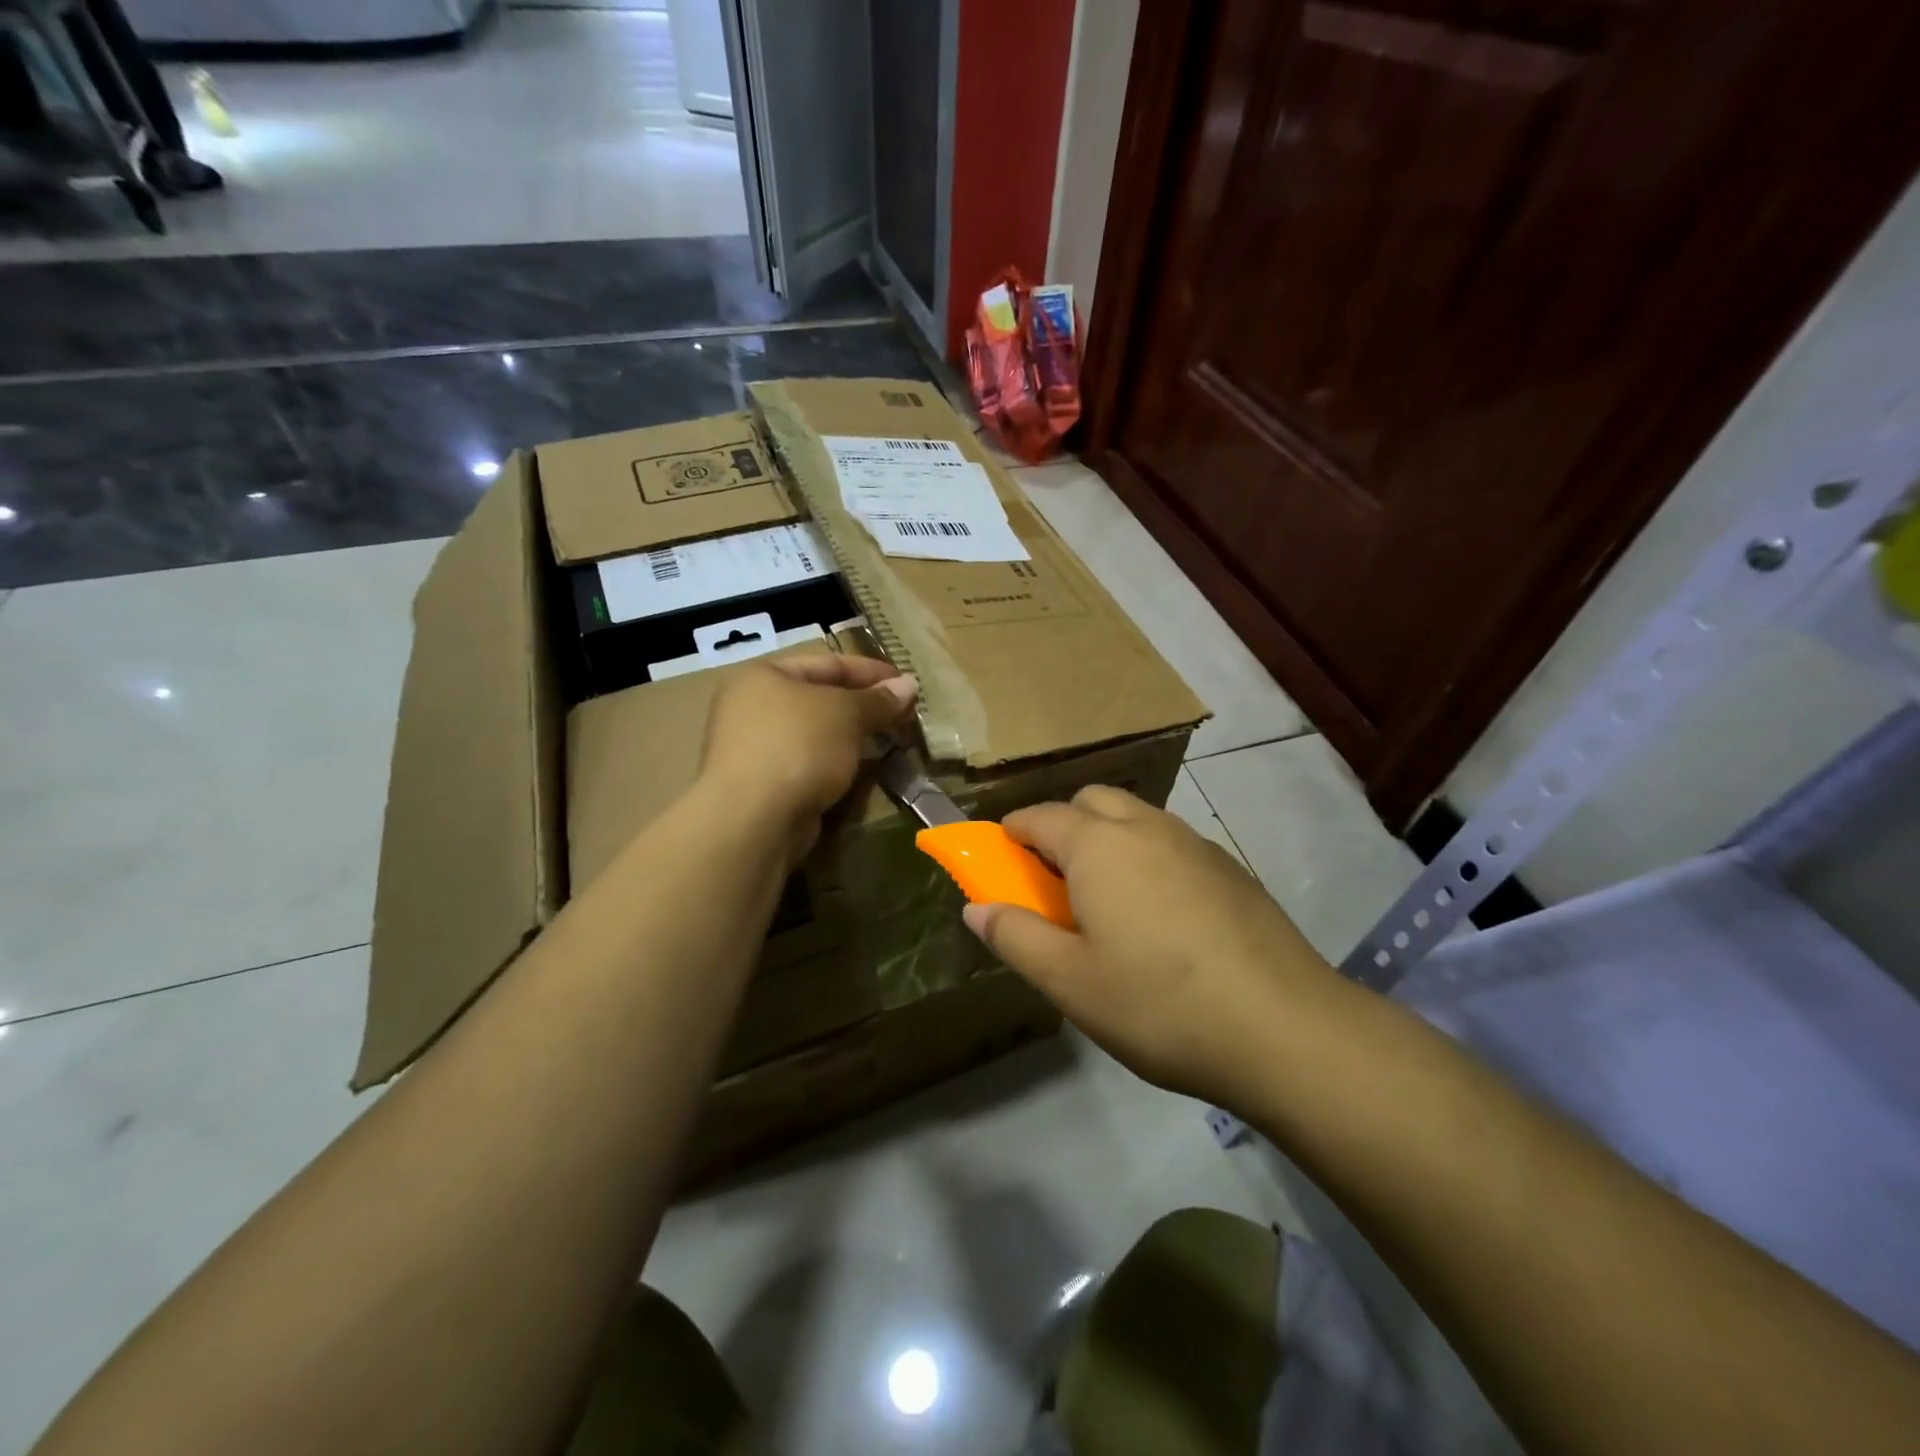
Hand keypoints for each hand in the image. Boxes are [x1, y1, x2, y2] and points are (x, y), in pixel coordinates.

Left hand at [700, 654, 917, 862]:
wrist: (755, 818)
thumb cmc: (799, 746)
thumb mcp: (846, 714)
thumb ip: (878, 700)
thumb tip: (909, 685)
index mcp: (763, 675)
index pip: (827, 663)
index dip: (871, 671)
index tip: (907, 683)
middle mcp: (751, 707)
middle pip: (820, 698)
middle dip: (864, 706)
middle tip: (904, 715)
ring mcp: (754, 748)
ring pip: (816, 734)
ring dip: (853, 737)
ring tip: (891, 741)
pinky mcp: (763, 785)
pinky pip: (809, 763)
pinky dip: (836, 763)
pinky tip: (863, 770)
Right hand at [963, 786, 1347, 1105]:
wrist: (1284, 1027)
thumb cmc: (1158, 1003)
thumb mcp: (1070, 982)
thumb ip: (1016, 937)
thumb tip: (977, 908)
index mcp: (1099, 846)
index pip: (1041, 817)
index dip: (1012, 832)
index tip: (1000, 856)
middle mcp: (1146, 828)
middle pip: (1091, 801)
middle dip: (1062, 825)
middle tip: (1055, 879)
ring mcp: (1195, 843)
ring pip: (1136, 817)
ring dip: (1108, 838)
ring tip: (1108, 898)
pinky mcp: (1231, 868)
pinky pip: (1171, 843)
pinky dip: (1148, 857)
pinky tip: (1162, 916)